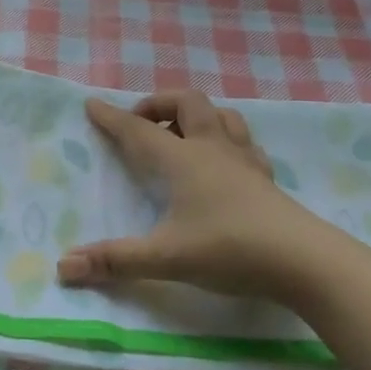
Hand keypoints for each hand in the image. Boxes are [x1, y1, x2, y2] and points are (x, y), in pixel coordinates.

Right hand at [57, 90, 346, 302]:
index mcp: (183, 160)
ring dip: (195, 115)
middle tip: (141, 125)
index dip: (112, 117)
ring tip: (180, 134)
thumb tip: (64, 266)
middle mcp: (212, 149)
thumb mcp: (166, 258)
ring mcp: (244, 161)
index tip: (92, 104)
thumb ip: (115, 261)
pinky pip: (244, 142)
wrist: (306, 261)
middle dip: (158, 105)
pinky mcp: (266, 179)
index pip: (139, 130)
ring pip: (221, 116)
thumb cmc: (230, 250)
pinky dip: (226, 139)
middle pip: (186, 103)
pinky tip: (223, 161)